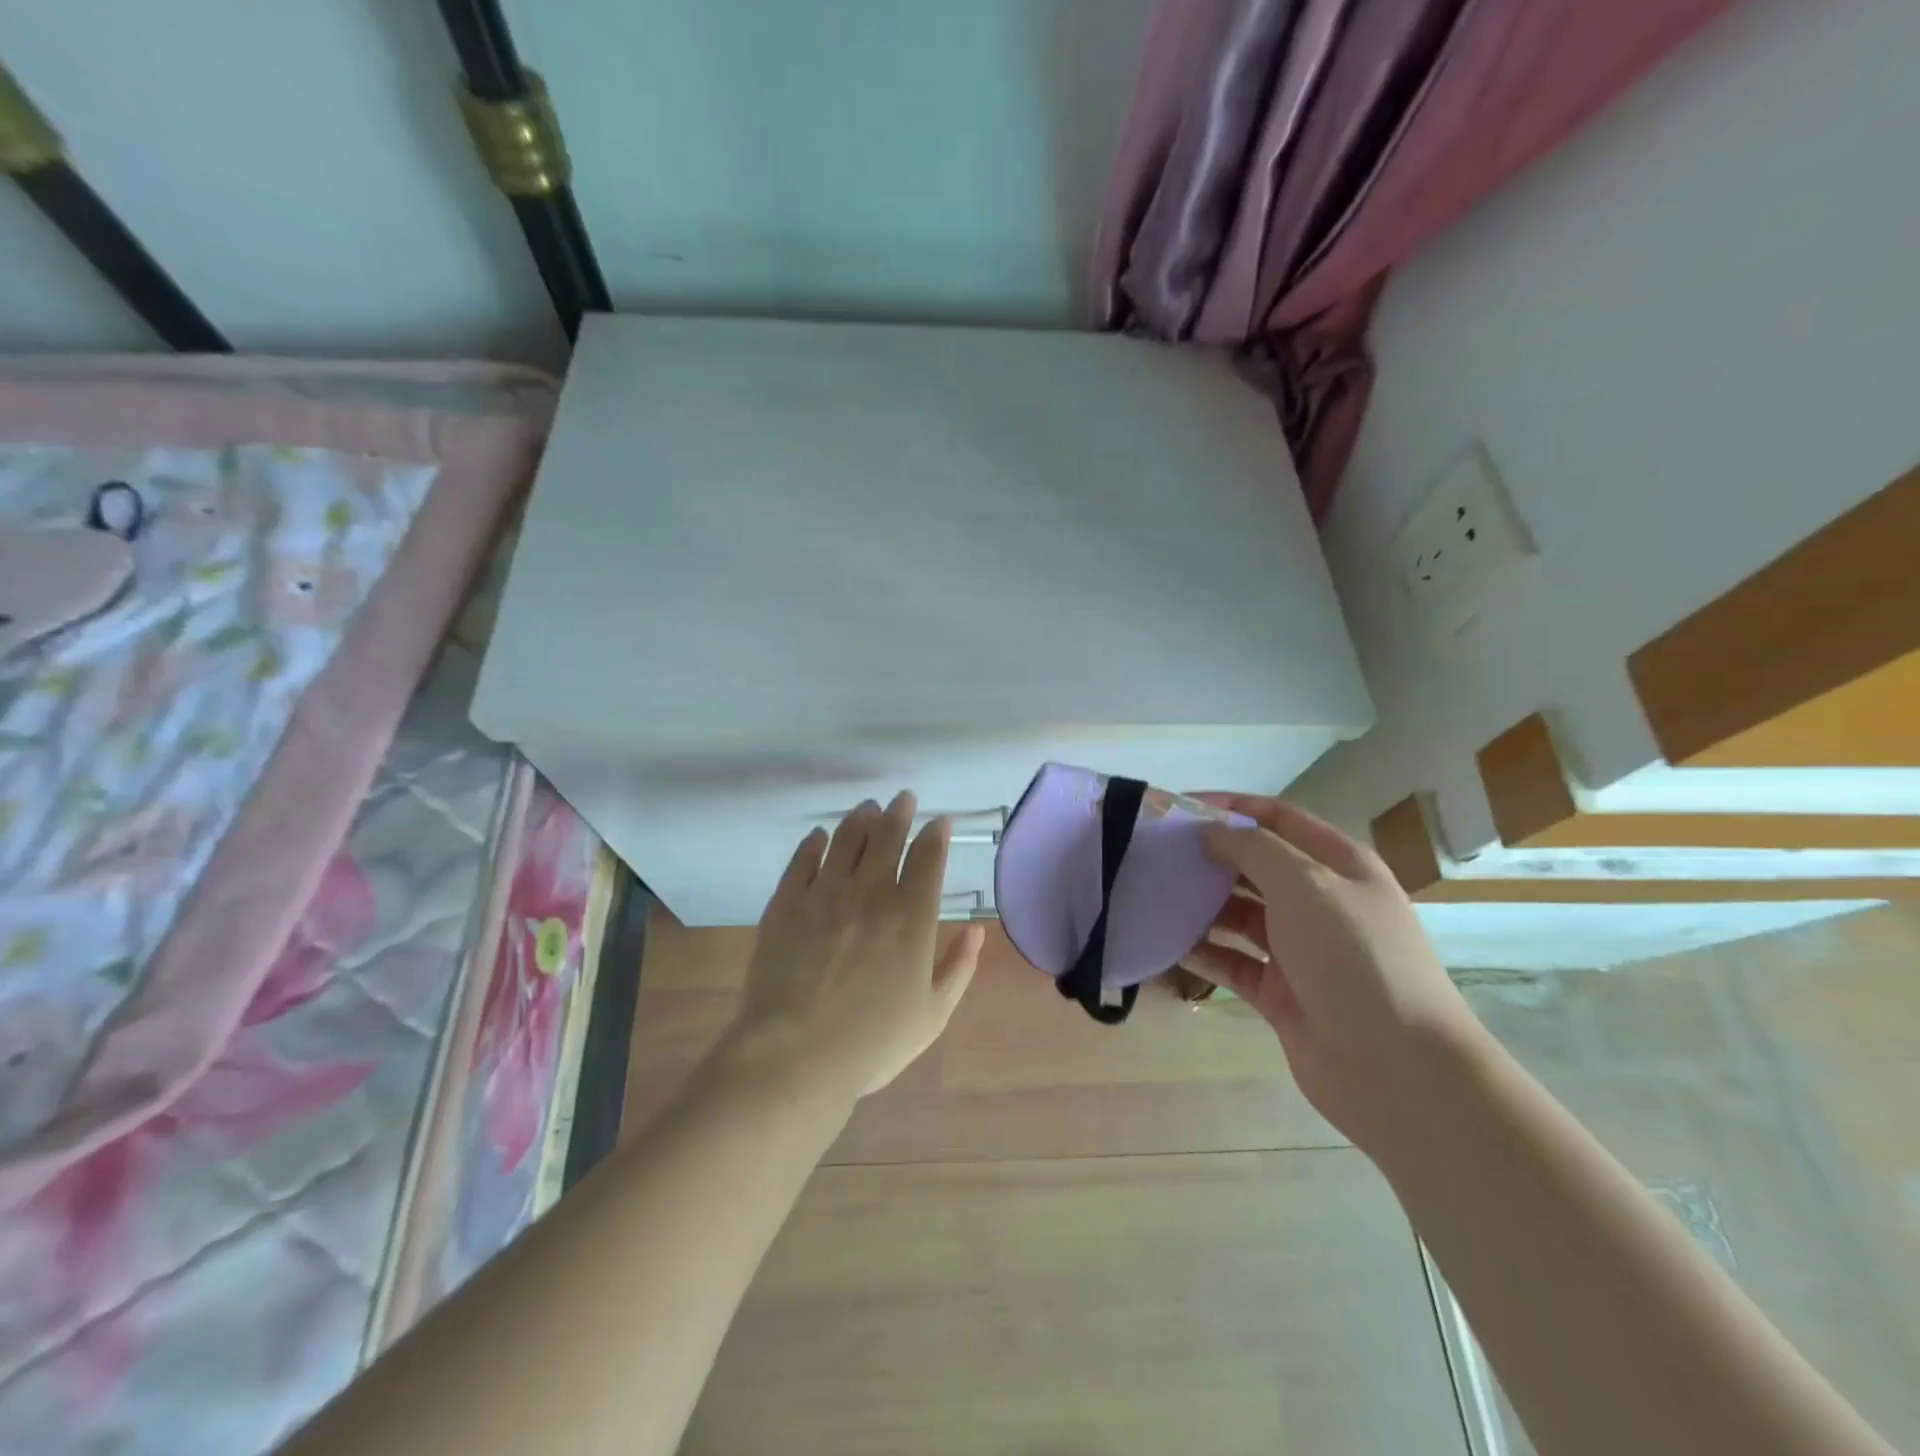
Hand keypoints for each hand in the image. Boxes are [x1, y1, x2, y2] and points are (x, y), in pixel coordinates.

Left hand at [717, 791, 983, 1108]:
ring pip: (846, 839)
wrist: (793, 1056)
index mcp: (910, 916)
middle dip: (900, 812)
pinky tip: (820, 837)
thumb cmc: (871, 1043)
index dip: (936, 833)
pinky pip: (803, 860)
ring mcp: (824, 893)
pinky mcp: (786, 903)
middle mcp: (870, 892)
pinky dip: (814, 843)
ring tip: (868, 808)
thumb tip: (977, 930)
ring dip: (861, 819)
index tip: (940, 820)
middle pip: (887, 836)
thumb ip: (959, 967)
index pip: (928, 858)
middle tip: (903, 798)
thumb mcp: (932, 1014)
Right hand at [1181, 795, 1483, 1153]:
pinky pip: (1232, 961)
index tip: (1178, 807)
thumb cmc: (1354, 958)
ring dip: (1200, 904)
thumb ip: (1253, 849)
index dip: (1230, 807)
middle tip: (1155, 853)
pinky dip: (1202, 951)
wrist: (1398, 1069)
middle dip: (1208, 856)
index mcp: (1337, 865)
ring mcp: (1299, 949)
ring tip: (1153, 894)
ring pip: (1239, 914)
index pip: (1277, 818)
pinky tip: (1166, 943)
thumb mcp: (1306, 885)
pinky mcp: (1280, 992)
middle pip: (1254, 865)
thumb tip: (1210, 831)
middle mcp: (1318, 901)